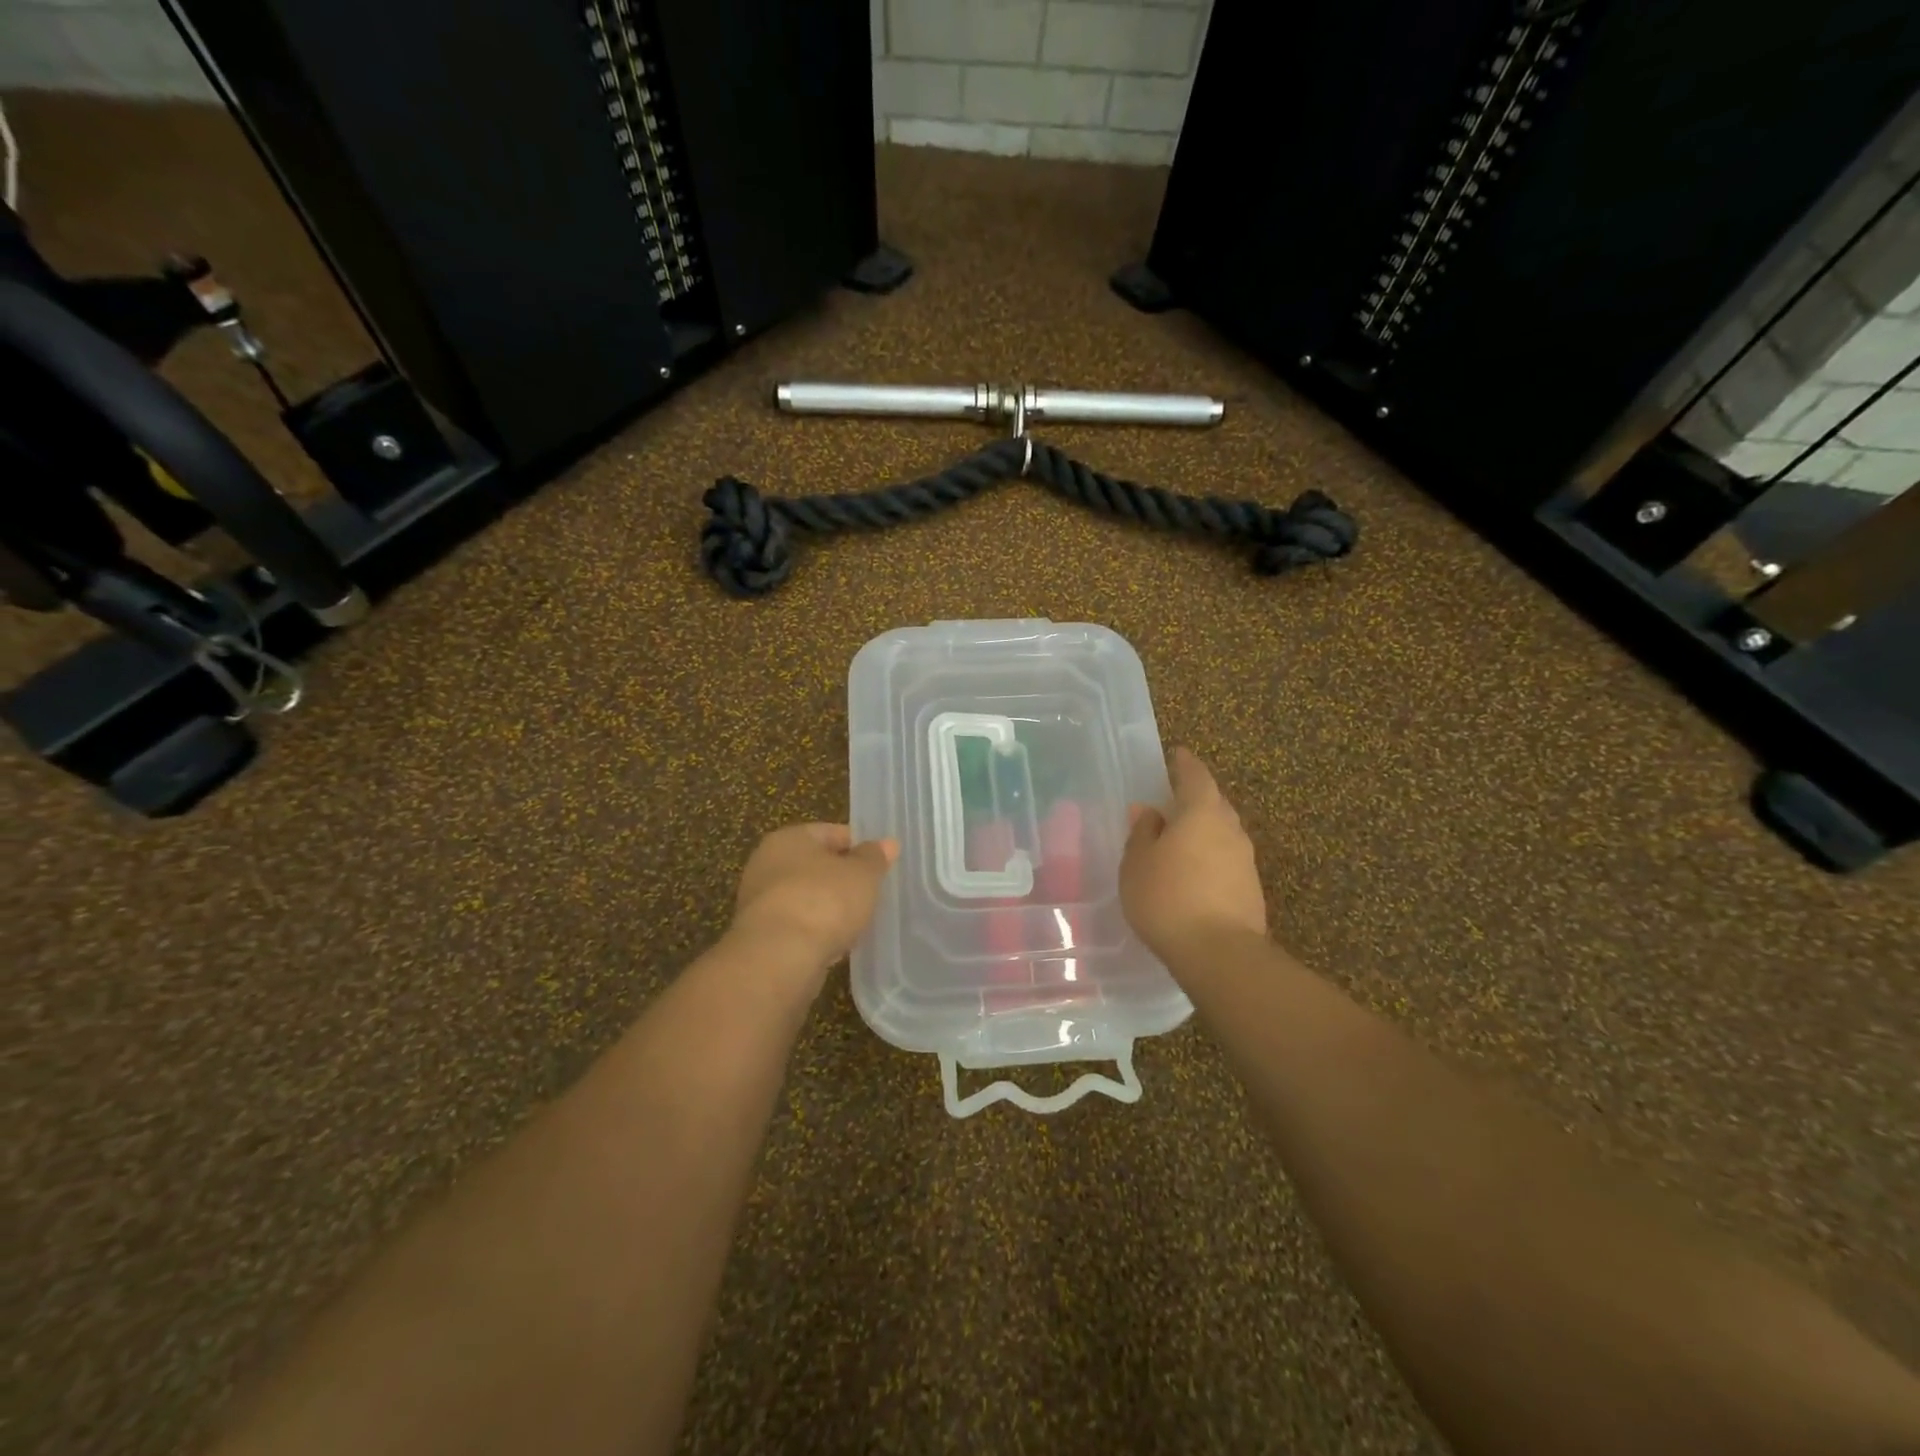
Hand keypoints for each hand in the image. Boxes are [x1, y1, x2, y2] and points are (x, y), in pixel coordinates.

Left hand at [729, 823, 897, 974]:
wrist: (779, 958)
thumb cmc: (824, 901)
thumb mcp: (862, 874)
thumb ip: (875, 857)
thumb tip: (888, 843)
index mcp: (789, 838)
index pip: (831, 833)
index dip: (859, 846)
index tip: (880, 864)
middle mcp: (767, 864)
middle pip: (816, 866)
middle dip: (842, 879)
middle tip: (872, 893)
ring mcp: (760, 902)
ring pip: (806, 898)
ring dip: (829, 908)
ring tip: (859, 922)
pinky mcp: (761, 937)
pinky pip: (798, 927)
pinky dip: (816, 933)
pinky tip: (837, 945)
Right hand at [1121, 748, 1267, 962]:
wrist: (1219, 953)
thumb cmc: (1167, 897)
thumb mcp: (1138, 863)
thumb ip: (1143, 833)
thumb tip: (1148, 812)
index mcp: (1201, 812)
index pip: (1195, 776)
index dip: (1185, 764)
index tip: (1177, 754)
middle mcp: (1230, 828)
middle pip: (1214, 803)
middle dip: (1195, 798)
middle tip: (1173, 800)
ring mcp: (1245, 859)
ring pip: (1222, 832)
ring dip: (1204, 830)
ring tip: (1180, 839)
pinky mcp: (1251, 888)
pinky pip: (1226, 859)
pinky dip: (1210, 857)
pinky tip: (1194, 872)